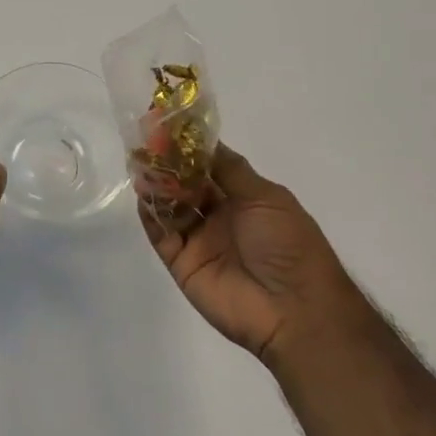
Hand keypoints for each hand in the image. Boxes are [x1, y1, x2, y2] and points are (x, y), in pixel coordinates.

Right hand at [141, 146, 345, 362]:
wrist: (293, 309)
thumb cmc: (287, 245)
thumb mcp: (266, 198)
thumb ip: (230, 169)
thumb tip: (204, 140)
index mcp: (243, 199)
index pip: (209, 166)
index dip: (190, 147)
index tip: (169, 126)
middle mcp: (218, 216)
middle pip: (186, 184)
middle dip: (168, 164)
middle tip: (147, 143)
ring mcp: (198, 240)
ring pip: (170, 206)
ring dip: (156, 185)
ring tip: (141, 165)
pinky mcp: (181, 263)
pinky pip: (160, 234)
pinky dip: (150, 214)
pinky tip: (144, 195)